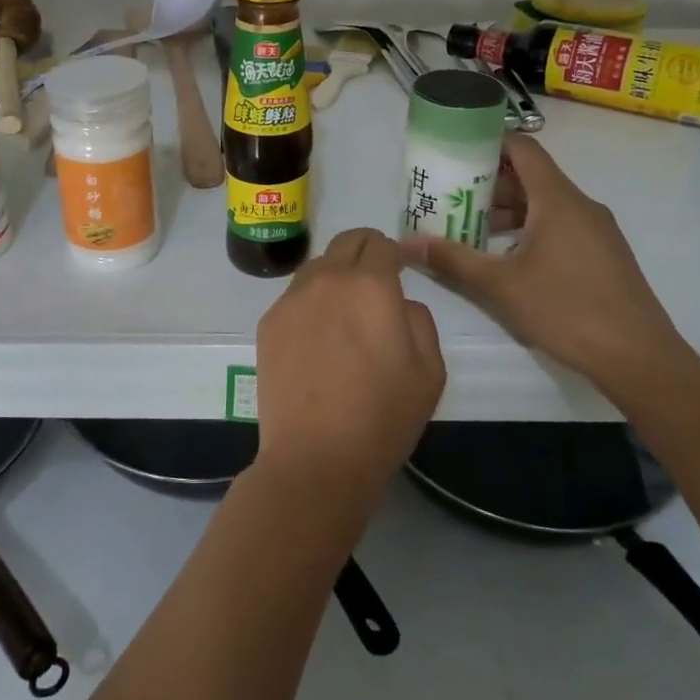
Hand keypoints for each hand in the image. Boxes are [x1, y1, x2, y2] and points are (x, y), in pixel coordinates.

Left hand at [253, 228, 445, 518]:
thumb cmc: (382, 417)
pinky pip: (295, 296)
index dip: (394, 253)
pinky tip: (317, 340)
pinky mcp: (268, 322)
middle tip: (375, 284)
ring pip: (317, 266)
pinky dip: (311, 303)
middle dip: (365, 253)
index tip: (400, 272)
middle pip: (346, 242)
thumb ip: (419, 319)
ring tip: (344, 314)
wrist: (316, 458)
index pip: (380, 242)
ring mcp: (292, 299)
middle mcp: (327, 280)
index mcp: (370, 285)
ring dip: (335, 276)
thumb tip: (398, 302)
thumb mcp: (430, 370)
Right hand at [399, 134, 695, 396]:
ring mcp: (597, 231)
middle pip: (531, 177)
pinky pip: (561, 226)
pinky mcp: (605, 255)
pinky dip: (531, 230)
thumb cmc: (566, 310)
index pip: (522, 149)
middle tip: (452, 199)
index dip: (489, 144)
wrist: (639, 358)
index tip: (456, 154)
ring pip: (546, 204)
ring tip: (472, 232)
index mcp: (558, 199)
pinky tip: (509, 260)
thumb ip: (452, 260)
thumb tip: (406, 243)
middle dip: (490, 184)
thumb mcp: (499, 286)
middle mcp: (581, 205)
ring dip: (509, 212)